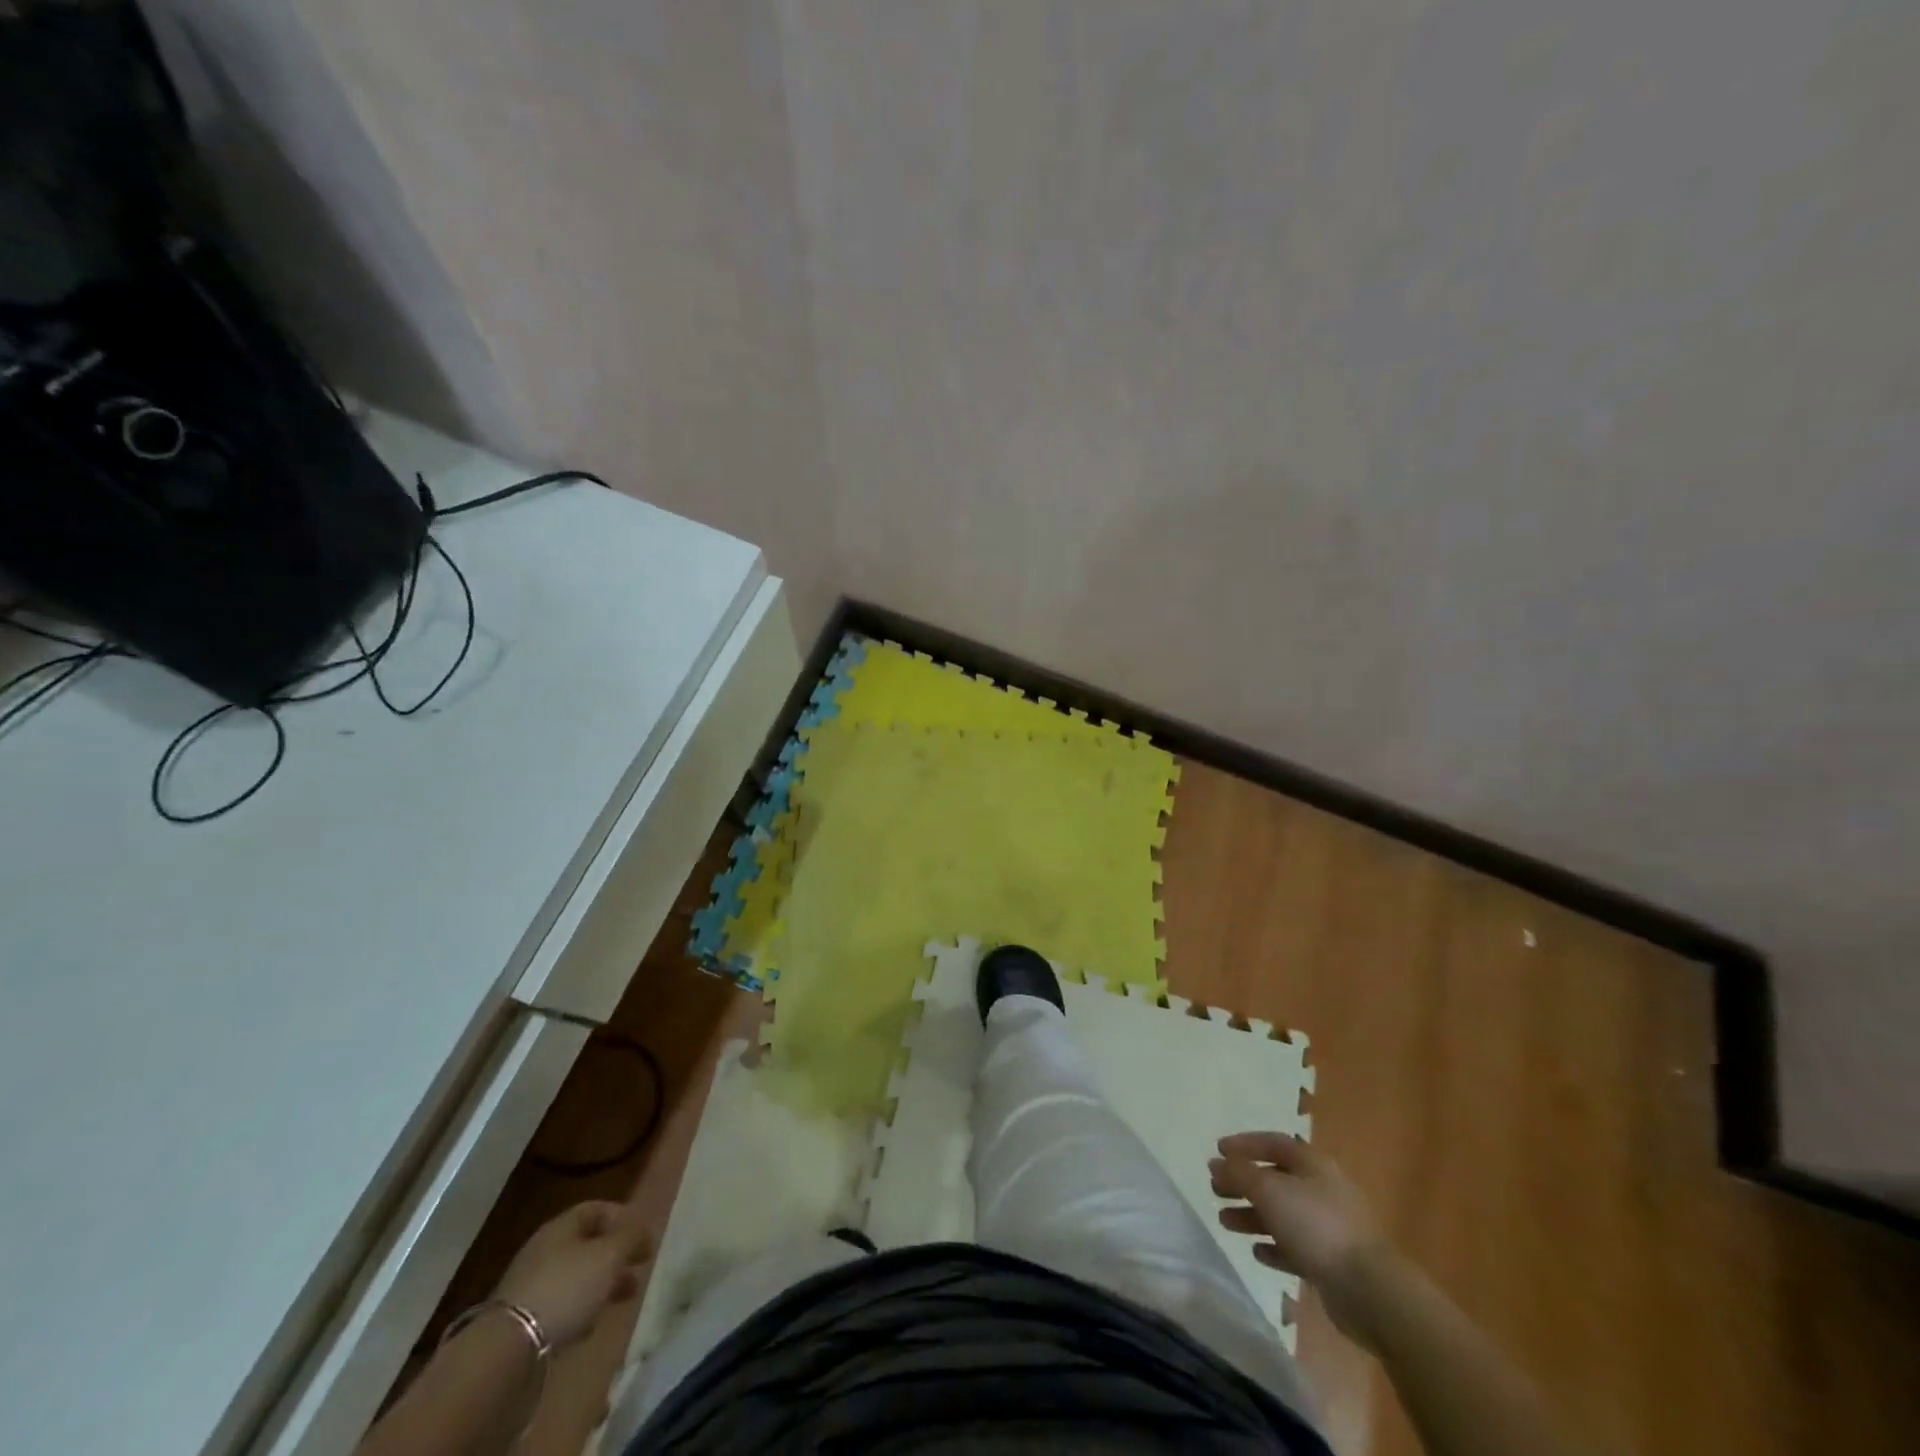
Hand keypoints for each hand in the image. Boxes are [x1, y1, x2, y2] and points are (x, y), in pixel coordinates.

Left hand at [493, 1201, 653, 1347]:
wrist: (509, 1348)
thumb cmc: (567, 1287)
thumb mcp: (610, 1255)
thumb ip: (632, 1236)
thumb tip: (644, 1228)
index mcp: (561, 1226)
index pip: (596, 1209)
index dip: (623, 1218)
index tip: (644, 1236)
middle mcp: (544, 1249)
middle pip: (587, 1244)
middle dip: (616, 1256)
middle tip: (639, 1269)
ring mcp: (530, 1285)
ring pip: (576, 1276)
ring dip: (601, 1284)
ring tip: (623, 1298)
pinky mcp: (522, 1320)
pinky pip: (560, 1305)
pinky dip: (580, 1309)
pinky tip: (591, 1325)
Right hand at [1210, 1133, 1387, 1344]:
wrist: (1369, 1290)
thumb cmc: (1316, 1226)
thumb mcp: (1270, 1190)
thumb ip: (1239, 1173)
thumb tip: (1216, 1162)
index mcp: (1312, 1164)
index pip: (1273, 1143)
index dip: (1244, 1144)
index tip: (1217, 1151)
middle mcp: (1321, 1190)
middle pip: (1275, 1179)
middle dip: (1244, 1183)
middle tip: (1216, 1189)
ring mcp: (1328, 1227)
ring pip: (1282, 1214)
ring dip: (1252, 1215)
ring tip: (1224, 1221)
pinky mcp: (1331, 1262)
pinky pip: (1295, 1247)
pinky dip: (1274, 1246)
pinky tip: (1258, 1252)